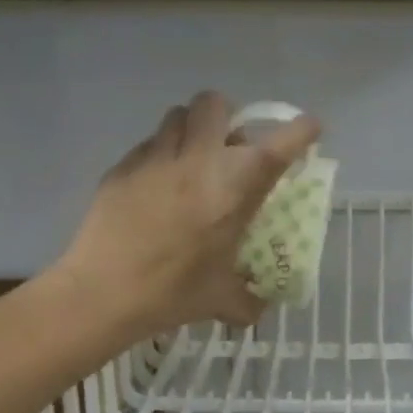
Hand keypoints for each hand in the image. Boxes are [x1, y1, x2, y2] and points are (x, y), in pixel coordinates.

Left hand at [56, 91, 320, 338]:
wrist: (102, 293)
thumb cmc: (172, 293)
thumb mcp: (221, 299)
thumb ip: (248, 300)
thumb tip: (258, 308)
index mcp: (234, 189)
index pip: (280, 145)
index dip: (301, 131)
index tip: (310, 129)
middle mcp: (199, 161)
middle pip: (216, 104)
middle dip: (227, 117)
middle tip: (228, 146)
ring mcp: (156, 158)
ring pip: (178, 115)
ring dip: (192, 129)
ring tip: (191, 159)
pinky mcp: (123, 166)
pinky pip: (148, 144)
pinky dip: (160, 155)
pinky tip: (155, 186)